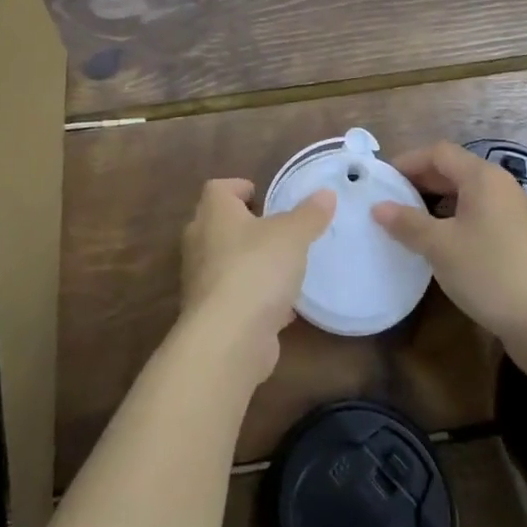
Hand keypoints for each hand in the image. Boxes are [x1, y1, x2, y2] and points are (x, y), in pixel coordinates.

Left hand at [180, 178, 334, 385]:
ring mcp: (202, 281)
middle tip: (276, 229)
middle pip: (219, 224)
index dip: (238, 188)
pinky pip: (234, 296)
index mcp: (214, 213)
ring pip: (226, 262)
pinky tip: (282, 307)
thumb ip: (309, 214)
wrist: (228, 339)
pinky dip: (254, 297)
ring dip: (250, 263)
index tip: (262, 195)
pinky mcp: (211, 315)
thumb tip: (326, 193)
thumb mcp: (292, 235)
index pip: (218, 189)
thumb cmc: (256, 269)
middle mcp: (200, 242)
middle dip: (245, 226)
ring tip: (283, 267)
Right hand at [372, 141, 526, 355]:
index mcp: (482, 177)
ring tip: (410, 224)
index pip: (438, 153)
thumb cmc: (492, 273)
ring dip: (437, 204)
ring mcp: (515, 213)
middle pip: (454, 170)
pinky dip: (456, 222)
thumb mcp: (440, 247)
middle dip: (420, 182)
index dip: (408, 161)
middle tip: (390, 201)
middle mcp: (501, 186)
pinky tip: (442, 246)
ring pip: (468, 196)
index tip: (381, 180)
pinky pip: (480, 217)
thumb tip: (378, 207)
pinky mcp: (522, 239)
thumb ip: (407, 223)